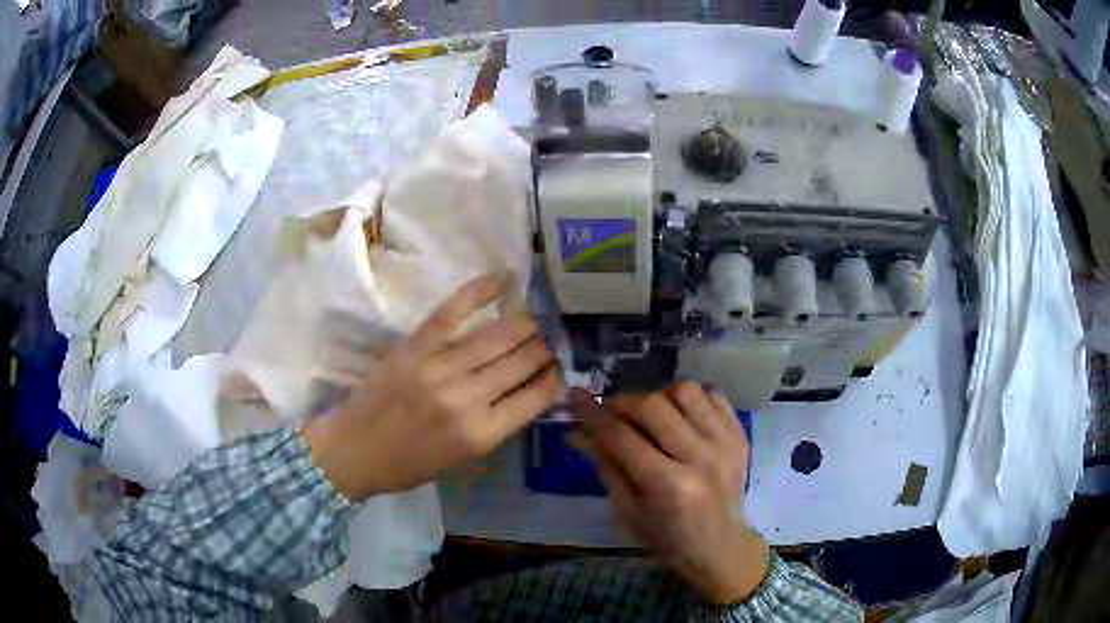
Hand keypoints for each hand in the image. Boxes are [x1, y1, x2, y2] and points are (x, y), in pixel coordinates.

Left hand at [303, 275, 562, 499]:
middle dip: (543, 349)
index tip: (556, 370)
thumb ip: (498, 423)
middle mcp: (467, 397)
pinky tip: (502, 281)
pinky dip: (479, 291)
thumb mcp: (465, 457)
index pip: (537, 395)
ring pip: (498, 334)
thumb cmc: (412, 463)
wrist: (357, 449)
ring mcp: (440, 366)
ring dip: (524, 324)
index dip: (554, 378)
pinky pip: (453, 311)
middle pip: (523, 360)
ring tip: (531, 322)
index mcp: (483, 433)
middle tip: (544, 345)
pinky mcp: (416, 346)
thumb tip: (529, 389)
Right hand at [571, 382, 768, 604]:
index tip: (576, 397)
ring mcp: (726, 443)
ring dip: (660, 396)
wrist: (721, 547)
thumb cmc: (667, 539)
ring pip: (686, 391)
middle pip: (654, 405)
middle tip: (615, 414)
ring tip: (653, 416)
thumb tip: (576, 431)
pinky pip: (714, 395)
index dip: (594, 415)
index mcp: (669, 486)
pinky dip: (692, 400)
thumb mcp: (628, 511)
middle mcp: (701, 458)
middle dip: (625, 403)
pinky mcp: (740, 435)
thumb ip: (605, 466)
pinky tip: (681, 417)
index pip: (622, 437)